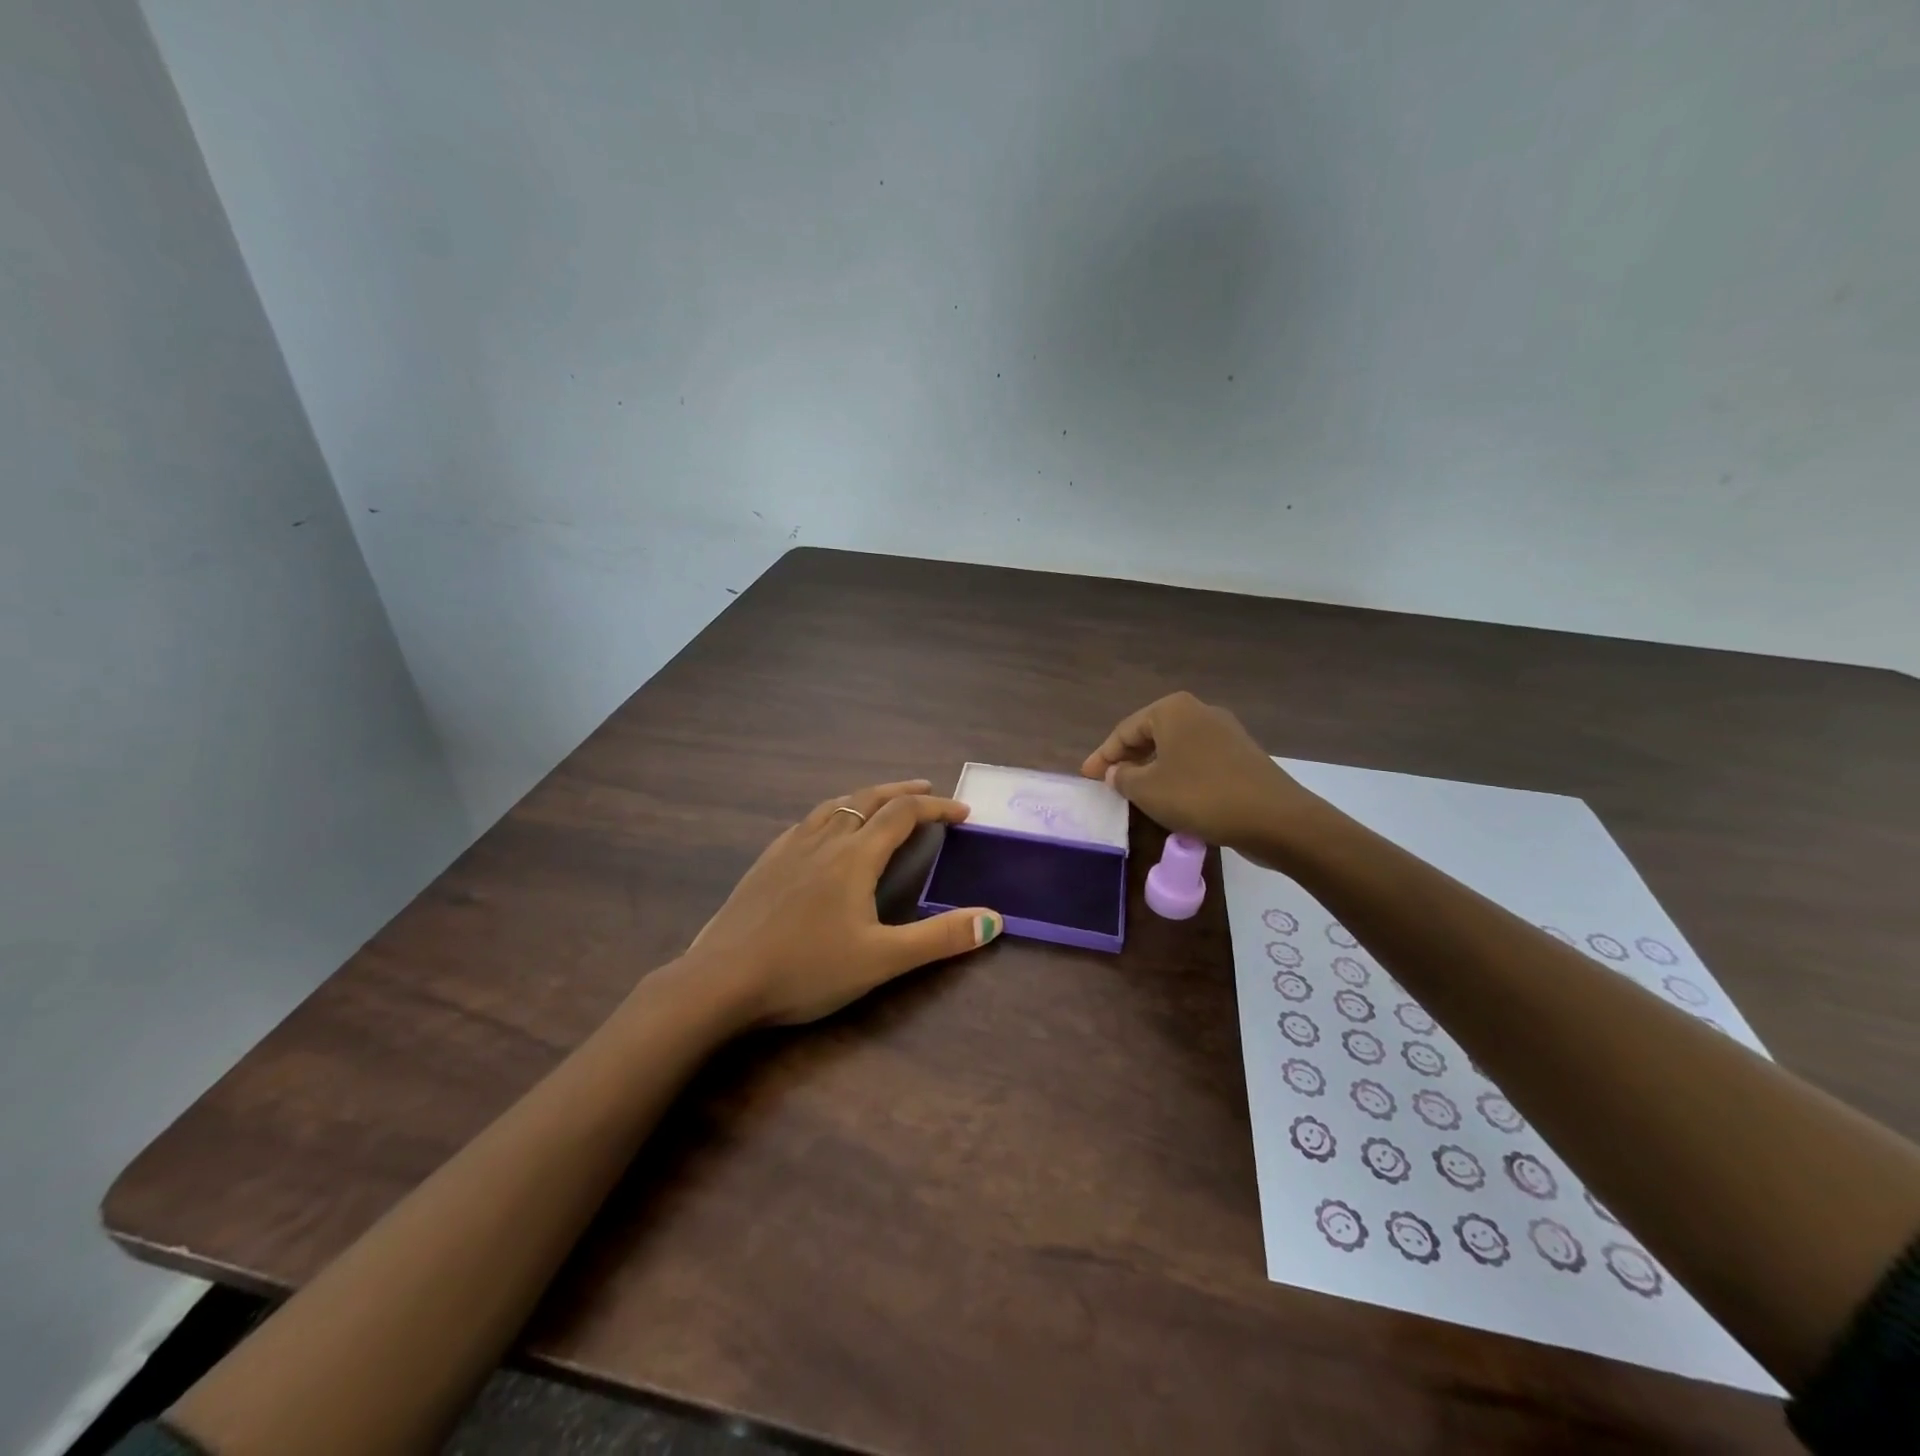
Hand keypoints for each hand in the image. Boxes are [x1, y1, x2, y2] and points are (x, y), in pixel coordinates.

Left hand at [685, 780, 1002, 1025]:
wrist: (721, 980)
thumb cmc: (806, 969)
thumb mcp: (882, 959)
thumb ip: (940, 938)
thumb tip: (994, 920)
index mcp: (855, 856)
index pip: (904, 814)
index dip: (937, 808)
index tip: (963, 812)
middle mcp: (824, 840)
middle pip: (869, 799)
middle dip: (903, 792)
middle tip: (928, 791)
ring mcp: (790, 847)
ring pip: (835, 805)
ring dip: (866, 797)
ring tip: (881, 802)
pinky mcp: (766, 862)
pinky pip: (808, 822)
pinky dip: (833, 814)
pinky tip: (825, 832)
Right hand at [1080, 692, 1323, 858]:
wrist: (1275, 818)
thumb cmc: (1200, 796)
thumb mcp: (1148, 790)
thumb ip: (1123, 777)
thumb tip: (1115, 772)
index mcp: (1173, 710)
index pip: (1125, 730)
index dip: (1102, 755)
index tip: (1085, 777)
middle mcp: (1199, 712)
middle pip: (1151, 735)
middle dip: (1127, 759)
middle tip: (1107, 783)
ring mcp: (1225, 733)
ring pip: (1175, 749)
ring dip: (1152, 769)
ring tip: (1135, 793)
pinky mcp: (1242, 756)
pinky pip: (1197, 762)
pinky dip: (1177, 776)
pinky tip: (1172, 798)